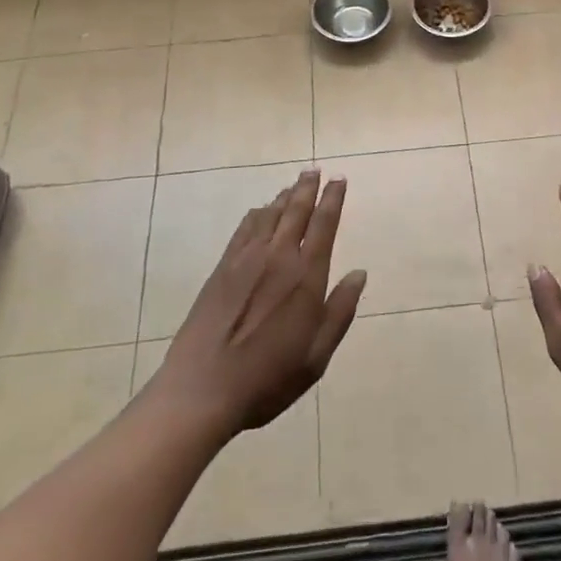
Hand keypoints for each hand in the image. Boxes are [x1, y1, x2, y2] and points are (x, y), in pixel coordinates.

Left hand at [149, 171, 367, 438]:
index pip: (324, 225)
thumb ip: (340, 312)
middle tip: (314, 170)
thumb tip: (359, 274)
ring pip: (269, 215)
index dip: (333, 199)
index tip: (339, 180)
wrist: (202, 390)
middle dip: (307, 188)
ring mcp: (246, 260)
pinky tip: (260, 212)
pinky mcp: (222, 269)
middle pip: (296, 211)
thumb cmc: (268, 379)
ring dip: (283, 197)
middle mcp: (278, 258)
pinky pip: (244, 229)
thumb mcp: (316, 356)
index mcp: (306, 277)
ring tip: (293, 185)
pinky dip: (257, 214)